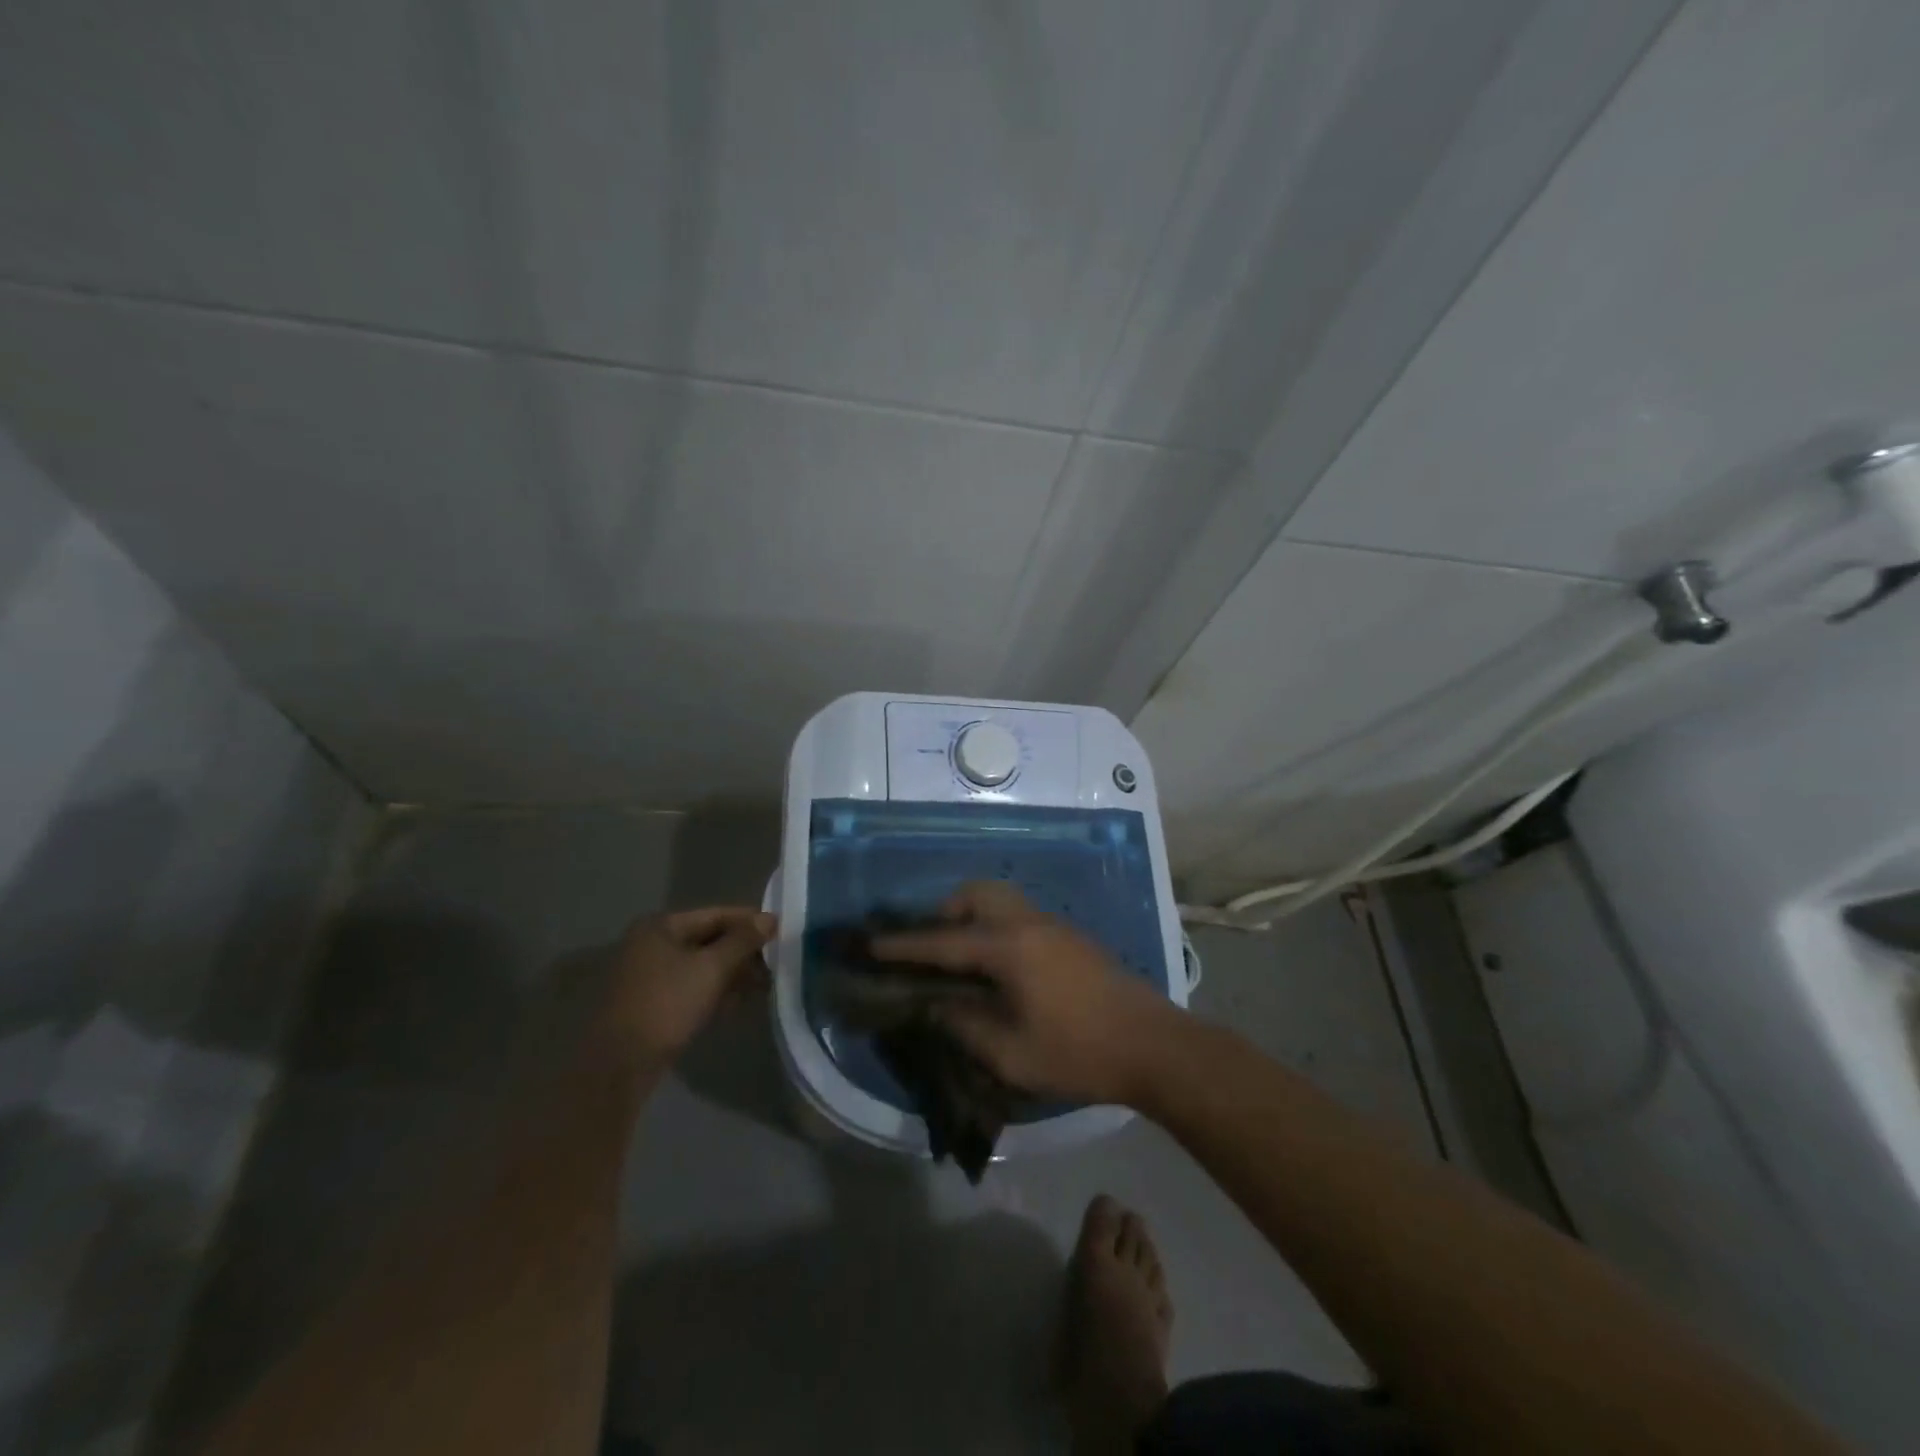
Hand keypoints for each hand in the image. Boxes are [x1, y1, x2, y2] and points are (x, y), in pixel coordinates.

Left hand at [602, 907, 774, 1065]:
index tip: (779, 930)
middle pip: (707, 940)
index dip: (749, 921)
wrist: (619, 1065)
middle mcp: (651, 945)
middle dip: (742, 951)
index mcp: (660, 927)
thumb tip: (770, 919)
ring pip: (700, 966)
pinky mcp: (650, 1004)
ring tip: (764, 984)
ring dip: (731, 974)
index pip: (715, 914)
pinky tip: (738, 1003)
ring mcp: (648, 976)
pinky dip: (713, 991)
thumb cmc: (666, 1004)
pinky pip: (690, 988)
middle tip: (775, 962)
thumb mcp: (711, 969)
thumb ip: (742, 941)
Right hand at [871, 882, 1180, 1105]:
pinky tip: (998, 965)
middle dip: (943, 913)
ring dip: (972, 915)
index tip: (868, 943)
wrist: (1152, 1044)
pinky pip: (1018, 914)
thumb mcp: (1010, 1053)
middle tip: (929, 948)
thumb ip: (963, 1024)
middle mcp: (1027, 923)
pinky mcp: (1069, 936)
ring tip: (960, 956)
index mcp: (1008, 948)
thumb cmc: (1077, 1052)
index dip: (902, 945)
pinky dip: (995, 924)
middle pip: (975, 894)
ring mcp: (1052, 925)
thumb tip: (933, 1006)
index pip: (943, 941)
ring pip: (1000, 899)